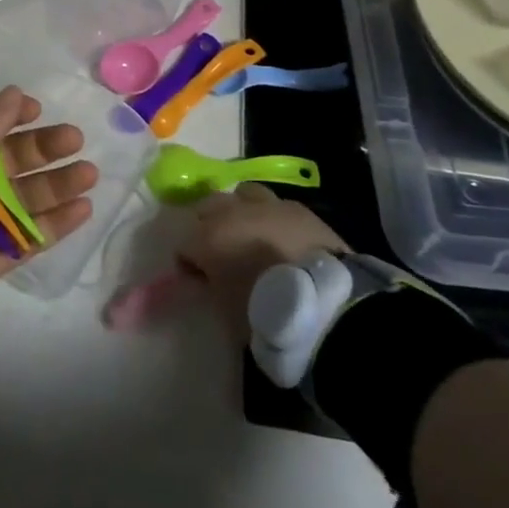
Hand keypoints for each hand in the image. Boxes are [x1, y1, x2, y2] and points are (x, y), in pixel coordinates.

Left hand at [0, 88, 97, 348]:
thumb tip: (13, 92)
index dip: (3, 113)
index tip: (34, 109)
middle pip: (2, 158)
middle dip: (38, 147)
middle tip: (73, 139)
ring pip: (20, 196)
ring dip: (55, 184)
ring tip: (89, 173)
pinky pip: (26, 236)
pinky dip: (54, 223)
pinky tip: (83, 208)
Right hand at [177, 183, 348, 341]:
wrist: (325, 303)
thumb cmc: (266, 313)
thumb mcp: (226, 309)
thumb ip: (210, 286)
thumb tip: (204, 278)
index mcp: (207, 238)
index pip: (183, 245)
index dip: (188, 262)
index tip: (198, 278)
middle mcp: (231, 212)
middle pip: (208, 207)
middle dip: (208, 224)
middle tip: (220, 249)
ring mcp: (266, 205)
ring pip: (242, 194)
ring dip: (240, 210)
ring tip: (250, 232)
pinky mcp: (297, 208)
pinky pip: (275, 204)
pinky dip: (271, 216)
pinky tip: (280, 235)